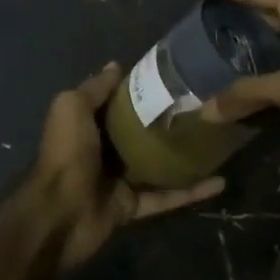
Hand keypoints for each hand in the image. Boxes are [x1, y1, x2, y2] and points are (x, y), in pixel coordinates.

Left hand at [17, 62, 225, 266]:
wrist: (59, 213)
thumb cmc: (67, 153)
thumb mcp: (73, 108)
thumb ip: (95, 88)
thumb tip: (116, 65)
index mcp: (89, 124)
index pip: (119, 103)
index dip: (142, 90)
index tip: (174, 77)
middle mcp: (104, 149)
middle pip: (141, 132)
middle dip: (168, 121)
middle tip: (203, 106)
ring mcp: (119, 179)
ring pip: (158, 164)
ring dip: (184, 155)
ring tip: (217, 140)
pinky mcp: (133, 206)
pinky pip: (166, 197)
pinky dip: (191, 192)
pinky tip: (220, 182)